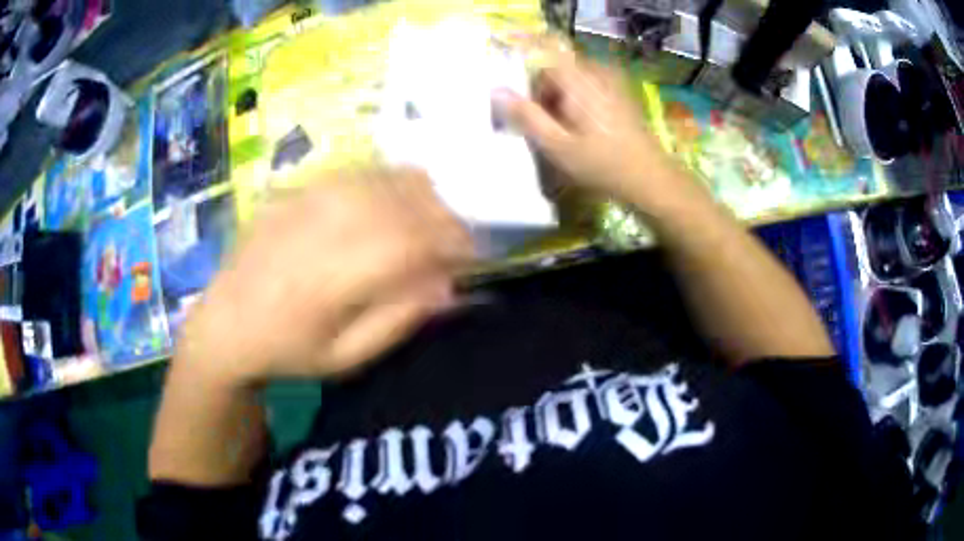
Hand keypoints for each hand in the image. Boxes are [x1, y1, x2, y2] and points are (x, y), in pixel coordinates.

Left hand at [177, 168, 474, 388]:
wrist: (224, 323)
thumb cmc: (286, 351)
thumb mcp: (345, 358)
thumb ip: (397, 320)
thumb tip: (446, 285)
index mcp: (330, 278)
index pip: (409, 243)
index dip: (451, 243)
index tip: (473, 255)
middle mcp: (320, 227)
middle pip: (401, 203)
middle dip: (444, 216)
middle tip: (459, 237)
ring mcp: (305, 201)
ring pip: (382, 179)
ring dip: (420, 195)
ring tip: (434, 217)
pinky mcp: (296, 189)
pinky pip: (356, 172)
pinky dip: (389, 181)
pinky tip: (396, 200)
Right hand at [494, 50, 690, 209]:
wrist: (650, 179)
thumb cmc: (602, 164)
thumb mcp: (557, 146)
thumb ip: (526, 116)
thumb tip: (495, 90)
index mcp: (579, 80)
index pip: (543, 56)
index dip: (529, 79)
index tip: (528, 106)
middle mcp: (596, 72)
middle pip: (557, 69)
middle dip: (545, 94)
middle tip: (547, 127)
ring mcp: (612, 81)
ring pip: (573, 79)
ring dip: (562, 99)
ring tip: (566, 131)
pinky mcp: (621, 92)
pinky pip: (589, 86)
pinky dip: (579, 101)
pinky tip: (586, 128)